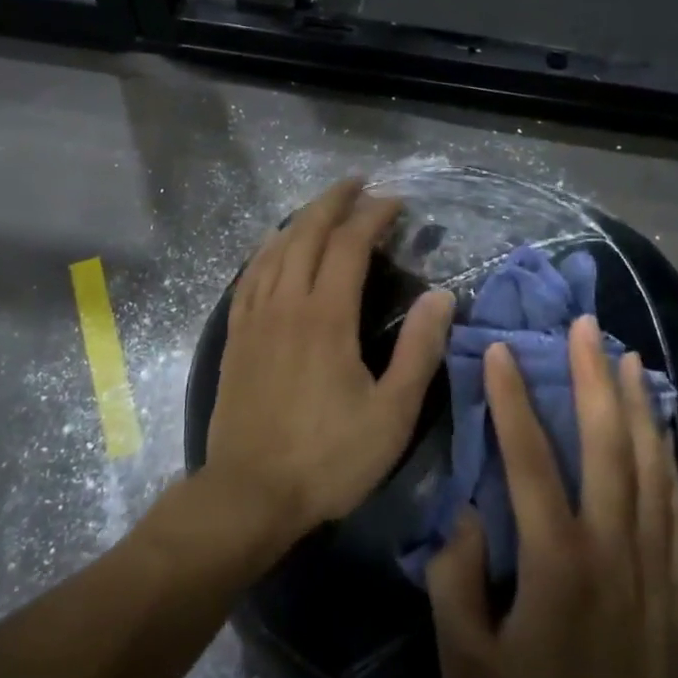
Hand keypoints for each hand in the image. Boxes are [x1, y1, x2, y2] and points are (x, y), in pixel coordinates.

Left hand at [204, 178, 455, 555]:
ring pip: (274, 248)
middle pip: (307, 233)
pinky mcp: (235, 336)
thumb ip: (419, 351)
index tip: (395, 201)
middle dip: (334, 202)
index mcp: (326, 317)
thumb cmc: (328, 458)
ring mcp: (255, 317)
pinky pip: (249, 275)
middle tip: (357, 183)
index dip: (373, 215)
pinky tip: (273, 247)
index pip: (349, 245)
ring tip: (321, 205)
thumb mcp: (391, 414)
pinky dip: (266, 249)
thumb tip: (441, 297)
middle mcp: (286, 303)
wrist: (249, 494)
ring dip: (300, 219)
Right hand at [427, 318, 677, 677]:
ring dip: (635, 402)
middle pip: (607, 443)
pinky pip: (674, 502)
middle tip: (584, 325)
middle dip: (592, 377)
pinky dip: (666, 453)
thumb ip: (456, 581)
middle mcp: (613, 548)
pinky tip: (660, 427)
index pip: (531, 459)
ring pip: (649, 462)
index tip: (502, 351)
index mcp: (558, 563)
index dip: (513, 400)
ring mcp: (655, 563)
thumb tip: (467, 513)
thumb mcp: (467, 667)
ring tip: (623, 355)